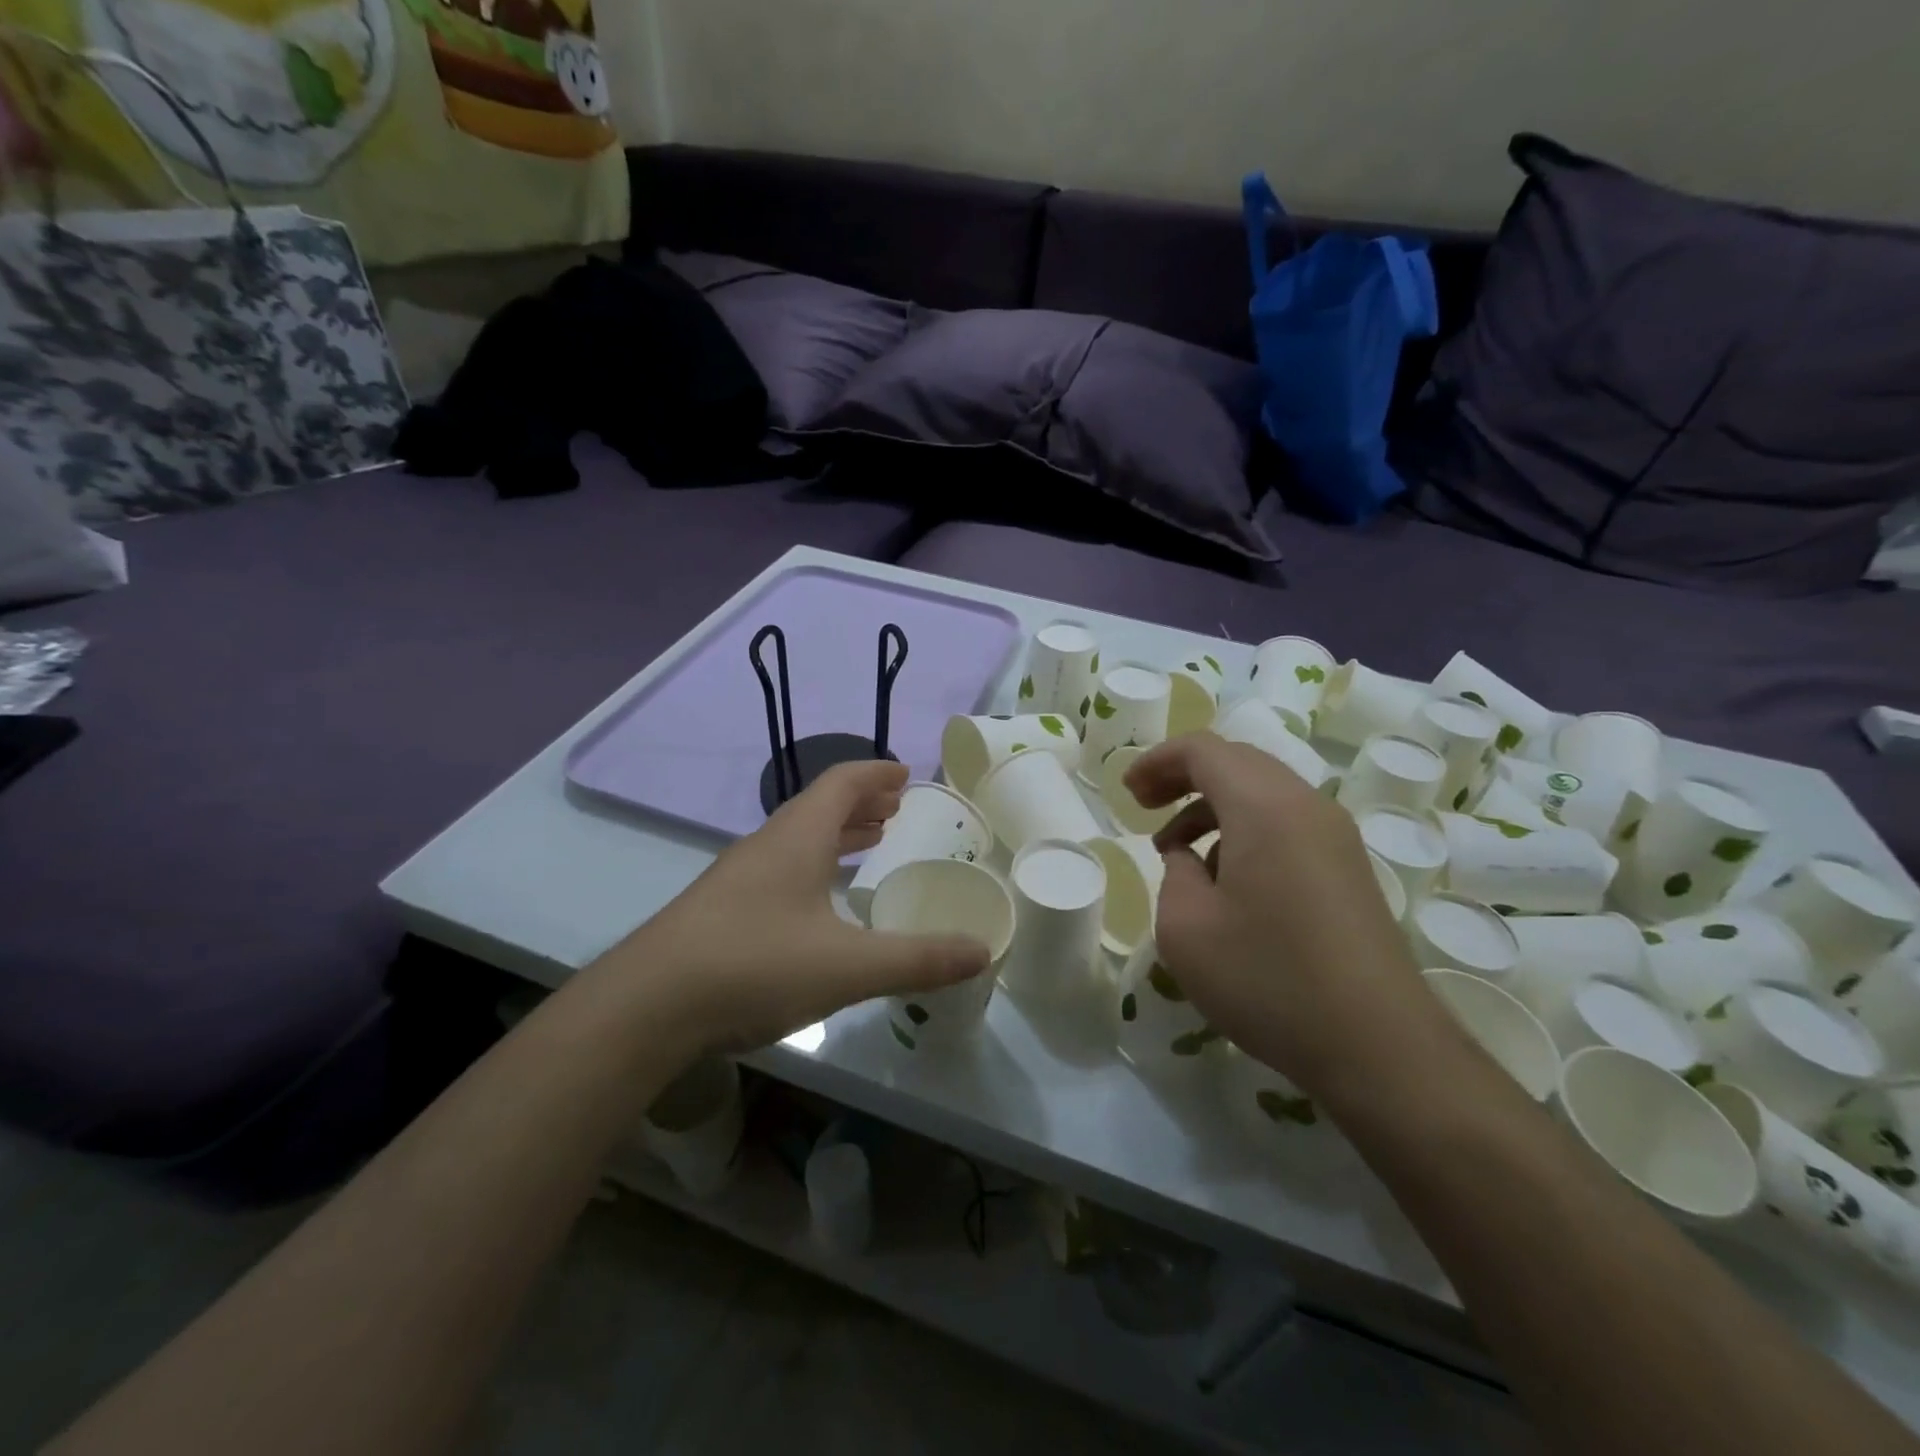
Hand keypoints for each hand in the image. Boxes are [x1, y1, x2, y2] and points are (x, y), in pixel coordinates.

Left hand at [622, 760, 990, 1051]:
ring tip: (867, 844)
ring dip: (835, 834)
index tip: (906, 775)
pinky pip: (778, 868)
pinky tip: (816, 903)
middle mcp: (765, 846)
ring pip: (795, 839)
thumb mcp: (848, 966)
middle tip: (894, 811)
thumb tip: (982, 952)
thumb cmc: (754, 966)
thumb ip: (918, 959)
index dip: (876, 774)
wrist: (645, 1007)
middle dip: (860, 804)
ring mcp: (736, 878)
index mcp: (797, 838)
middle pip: (818, 807)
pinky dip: (811, 866)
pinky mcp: (718, 911)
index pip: (841, 783)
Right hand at [1123, 733, 1432, 1093]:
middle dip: (1184, 777)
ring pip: (1264, 792)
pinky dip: (1245, 830)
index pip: (1203, 749)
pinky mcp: (1349, 868)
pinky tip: (1227, 882)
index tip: (1127, 795)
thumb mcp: (1186, 928)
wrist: (1379, 1046)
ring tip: (1178, 852)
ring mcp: (1336, 836)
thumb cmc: (1268, 979)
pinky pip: (1287, 823)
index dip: (1156, 761)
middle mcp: (1306, 805)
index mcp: (1263, 806)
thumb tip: (1191, 859)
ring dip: (1213, 807)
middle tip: (1146, 809)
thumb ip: (1175, 874)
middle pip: (1237, 762)